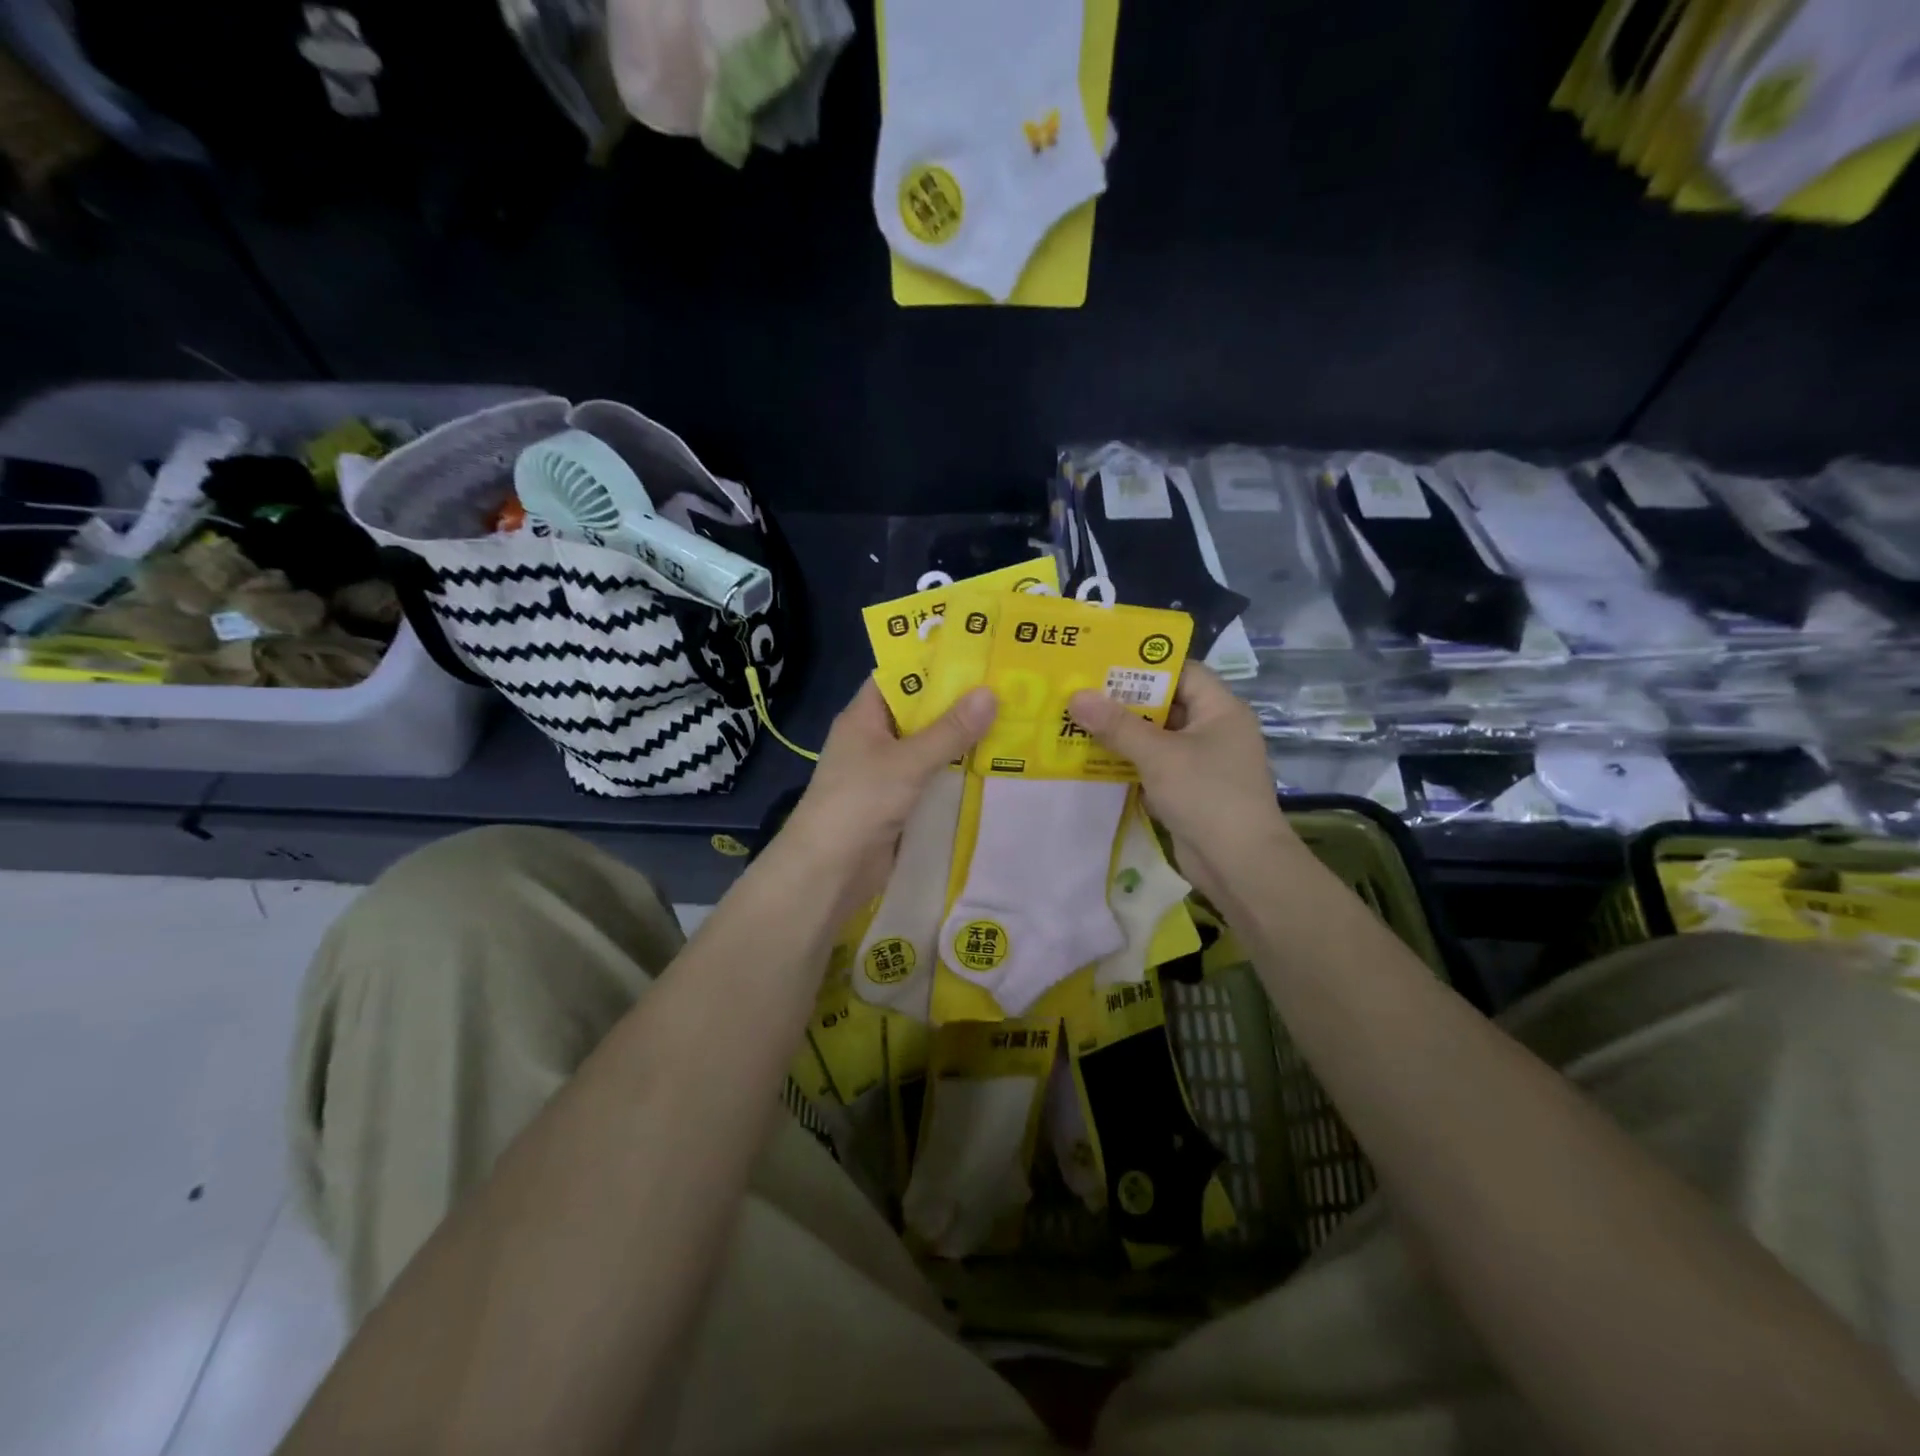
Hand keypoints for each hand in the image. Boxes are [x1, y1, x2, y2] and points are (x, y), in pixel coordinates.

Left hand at [779, 679, 996, 919]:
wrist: (829, 872)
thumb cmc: (859, 803)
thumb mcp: (907, 762)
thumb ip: (949, 731)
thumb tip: (991, 693)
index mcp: (864, 717)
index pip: (898, 676)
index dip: (933, 663)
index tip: (977, 652)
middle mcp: (874, 739)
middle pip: (919, 712)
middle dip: (958, 702)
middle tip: (1007, 686)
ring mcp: (886, 773)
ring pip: (930, 747)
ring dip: (962, 740)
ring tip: (1012, 720)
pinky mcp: (899, 803)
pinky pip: (933, 778)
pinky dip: (957, 772)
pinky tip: (994, 766)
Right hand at [1069, 663, 1294, 906]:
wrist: (1240, 865)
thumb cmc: (1206, 795)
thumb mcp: (1158, 755)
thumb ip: (1117, 725)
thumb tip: (1076, 696)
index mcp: (1220, 710)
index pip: (1183, 672)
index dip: (1145, 666)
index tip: (1104, 664)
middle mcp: (1214, 730)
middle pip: (1166, 705)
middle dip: (1124, 702)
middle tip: (1080, 693)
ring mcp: (1203, 762)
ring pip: (1157, 738)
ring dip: (1122, 735)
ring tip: (1077, 723)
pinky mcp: (1190, 790)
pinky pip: (1155, 766)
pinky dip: (1129, 763)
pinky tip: (1093, 760)